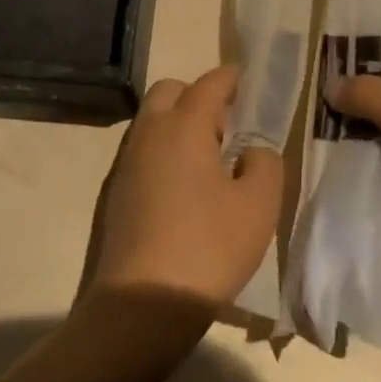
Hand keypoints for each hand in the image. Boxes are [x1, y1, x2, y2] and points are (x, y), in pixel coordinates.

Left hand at [87, 66, 282, 311]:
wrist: (142, 303)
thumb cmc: (209, 247)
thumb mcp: (259, 206)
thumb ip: (265, 163)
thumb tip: (250, 152)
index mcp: (184, 126)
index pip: (209, 83)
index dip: (231, 78)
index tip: (247, 80)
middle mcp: (149, 133)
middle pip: (170, 91)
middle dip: (198, 96)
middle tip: (227, 125)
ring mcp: (126, 162)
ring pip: (152, 121)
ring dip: (178, 124)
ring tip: (209, 159)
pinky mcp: (115, 191)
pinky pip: (142, 151)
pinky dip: (164, 151)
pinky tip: (184, 188)